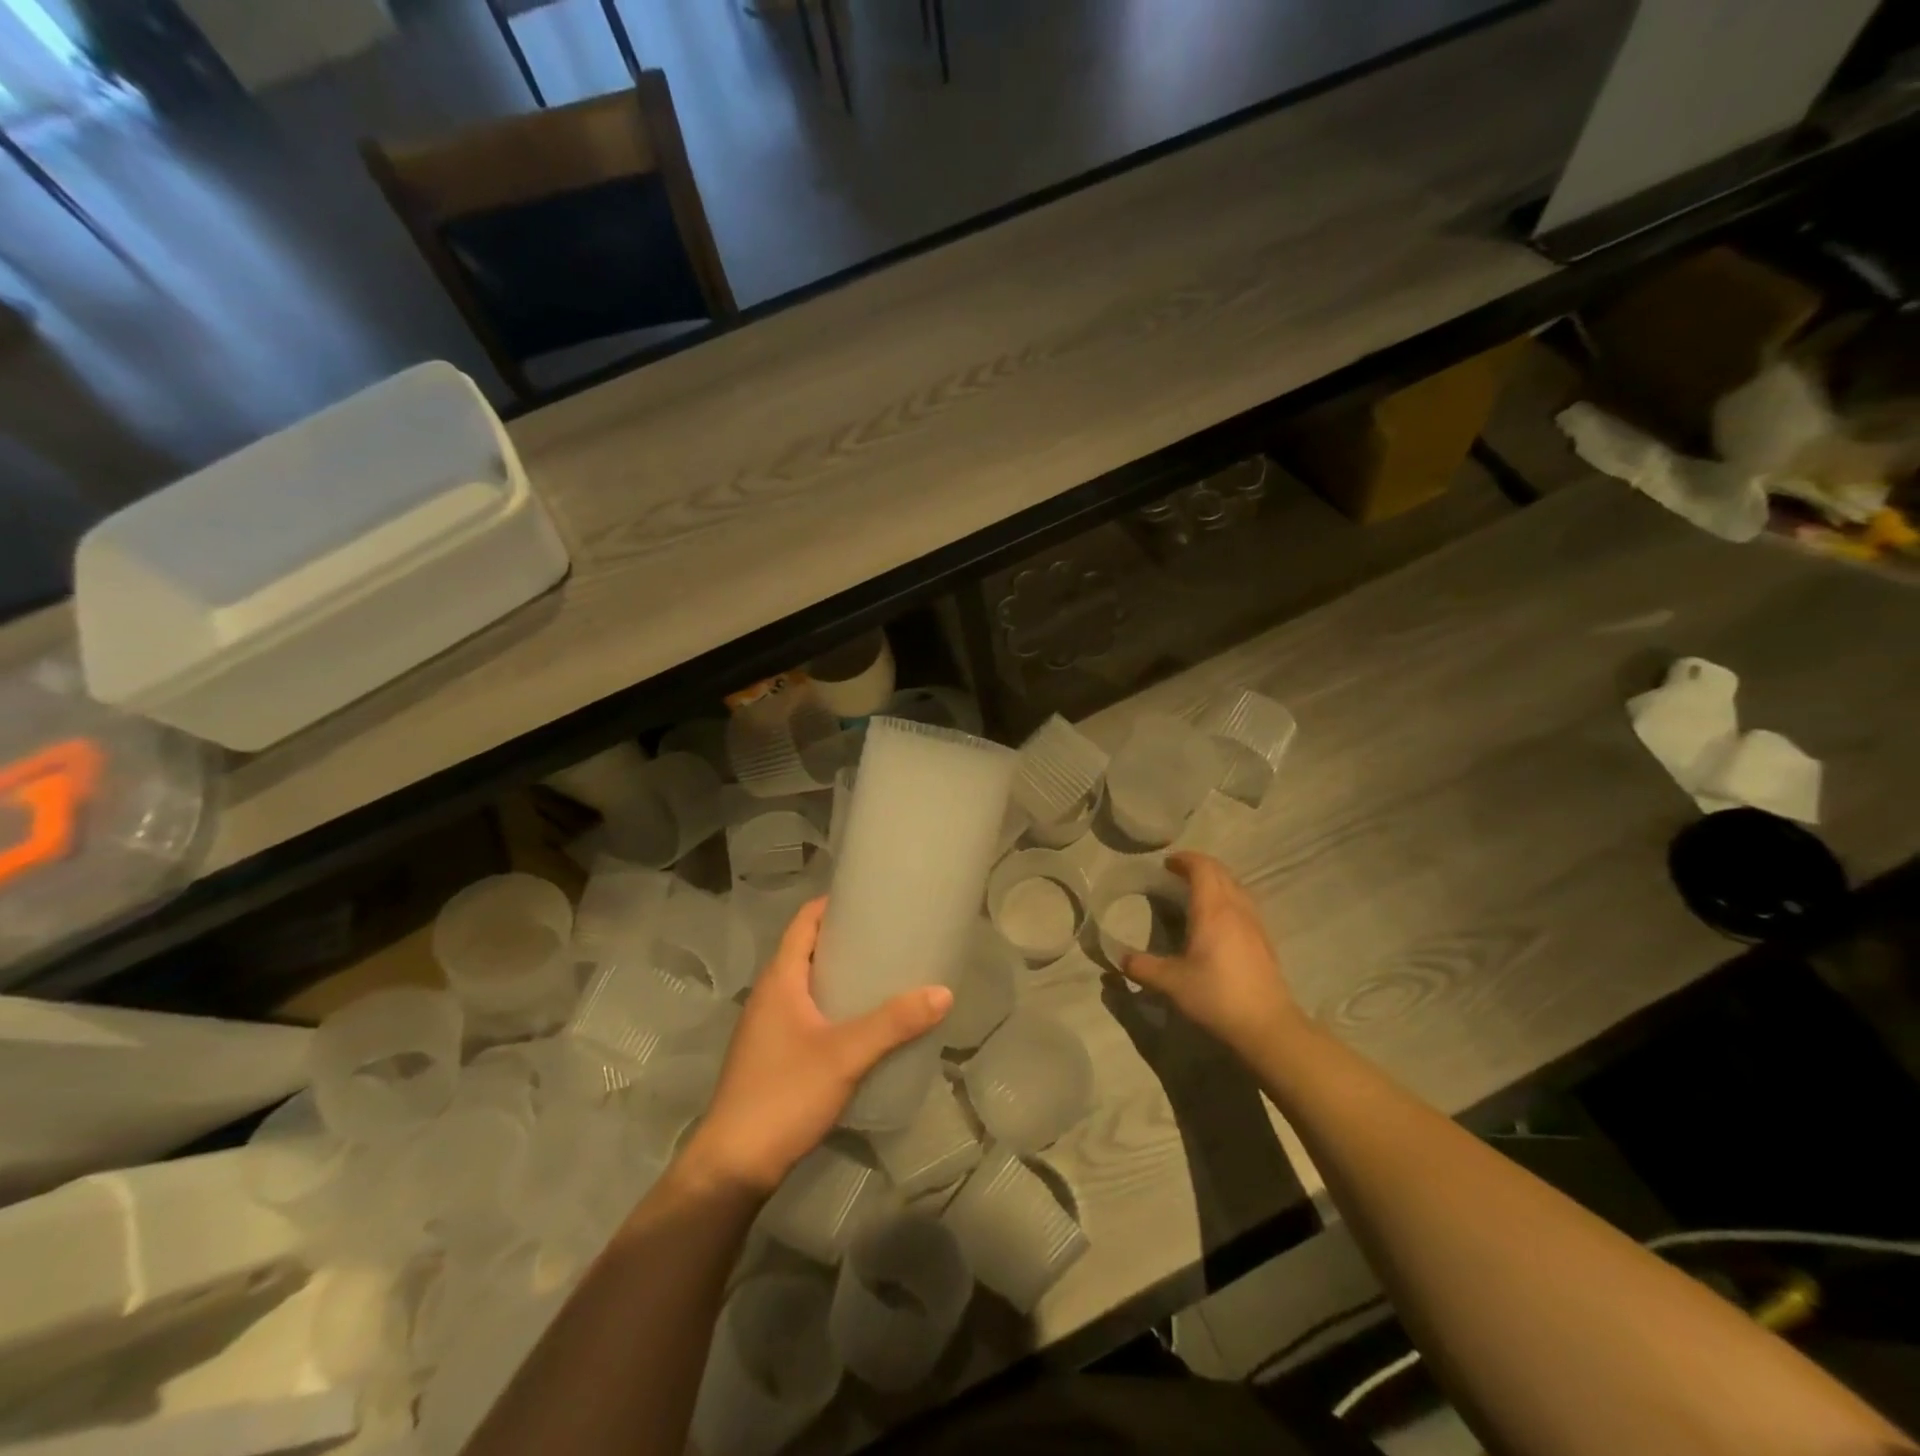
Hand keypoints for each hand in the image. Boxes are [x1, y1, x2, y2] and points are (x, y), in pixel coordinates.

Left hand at [678, 898, 951, 1198]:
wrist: (733, 1166)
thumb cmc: (784, 1095)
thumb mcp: (845, 1055)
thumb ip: (893, 1024)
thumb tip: (943, 992)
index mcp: (779, 979)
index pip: (804, 922)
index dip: (833, 904)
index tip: (872, 898)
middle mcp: (770, 994)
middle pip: (808, 950)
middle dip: (846, 939)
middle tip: (891, 936)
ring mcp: (768, 1026)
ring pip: (808, 984)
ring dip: (841, 974)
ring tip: (885, 974)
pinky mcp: (773, 1054)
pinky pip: (807, 1011)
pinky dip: (834, 1004)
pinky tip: (863, 1023)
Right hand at [1122, 852, 1303, 1061]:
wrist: (1267, 1026)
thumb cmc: (1217, 996)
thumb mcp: (1171, 983)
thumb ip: (1142, 966)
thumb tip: (1119, 958)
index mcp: (1213, 910)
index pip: (1202, 868)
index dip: (1184, 860)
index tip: (1166, 863)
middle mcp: (1236, 908)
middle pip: (1221, 872)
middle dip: (1199, 866)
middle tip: (1176, 875)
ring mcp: (1254, 923)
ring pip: (1236, 886)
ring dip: (1216, 881)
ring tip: (1196, 893)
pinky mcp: (1264, 940)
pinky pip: (1244, 903)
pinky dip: (1228, 897)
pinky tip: (1217, 920)